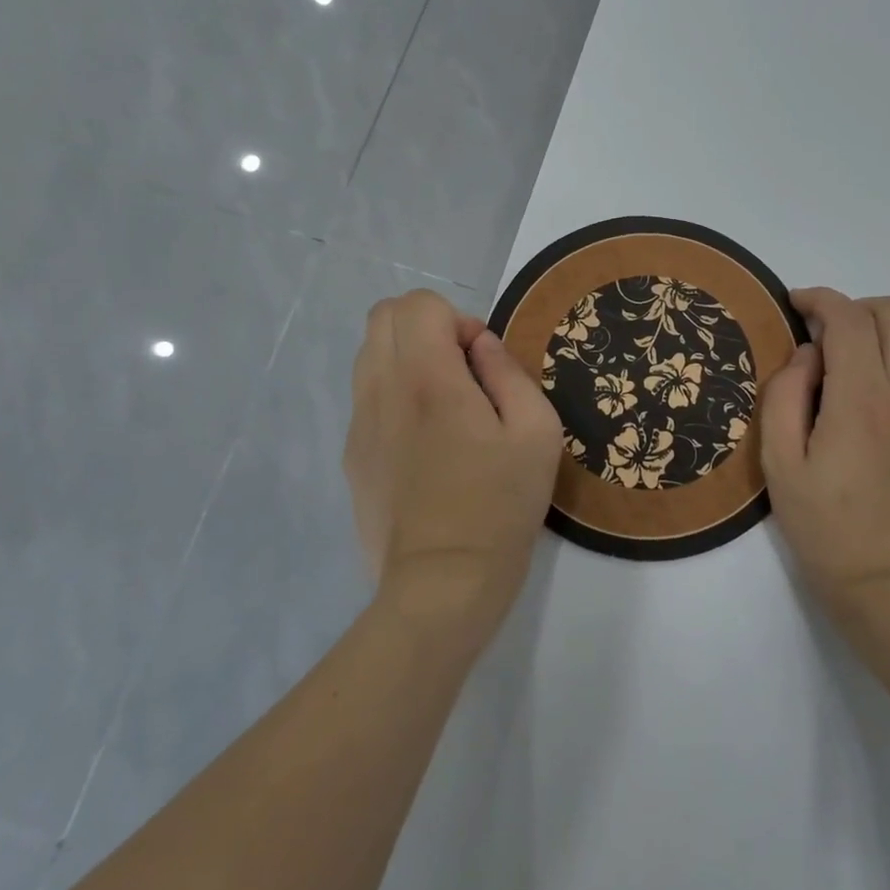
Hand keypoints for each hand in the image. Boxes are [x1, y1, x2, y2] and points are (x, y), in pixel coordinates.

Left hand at [344, 290, 562, 651]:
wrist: (442, 584)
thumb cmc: (500, 505)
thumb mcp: (536, 432)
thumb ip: (508, 372)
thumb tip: (481, 346)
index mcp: (427, 379)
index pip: (418, 305)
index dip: (457, 319)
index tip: (482, 363)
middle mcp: (381, 391)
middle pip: (382, 317)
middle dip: (426, 327)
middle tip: (464, 373)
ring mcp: (359, 425)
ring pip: (368, 354)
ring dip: (407, 359)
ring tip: (446, 407)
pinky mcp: (352, 456)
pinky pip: (366, 397)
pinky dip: (394, 395)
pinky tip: (426, 443)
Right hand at [761, 288, 889, 635]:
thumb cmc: (828, 530)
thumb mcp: (780, 466)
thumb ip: (784, 396)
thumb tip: (808, 354)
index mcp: (862, 400)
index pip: (848, 318)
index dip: (818, 300)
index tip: (795, 305)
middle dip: (857, 308)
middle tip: (828, 336)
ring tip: (864, 356)